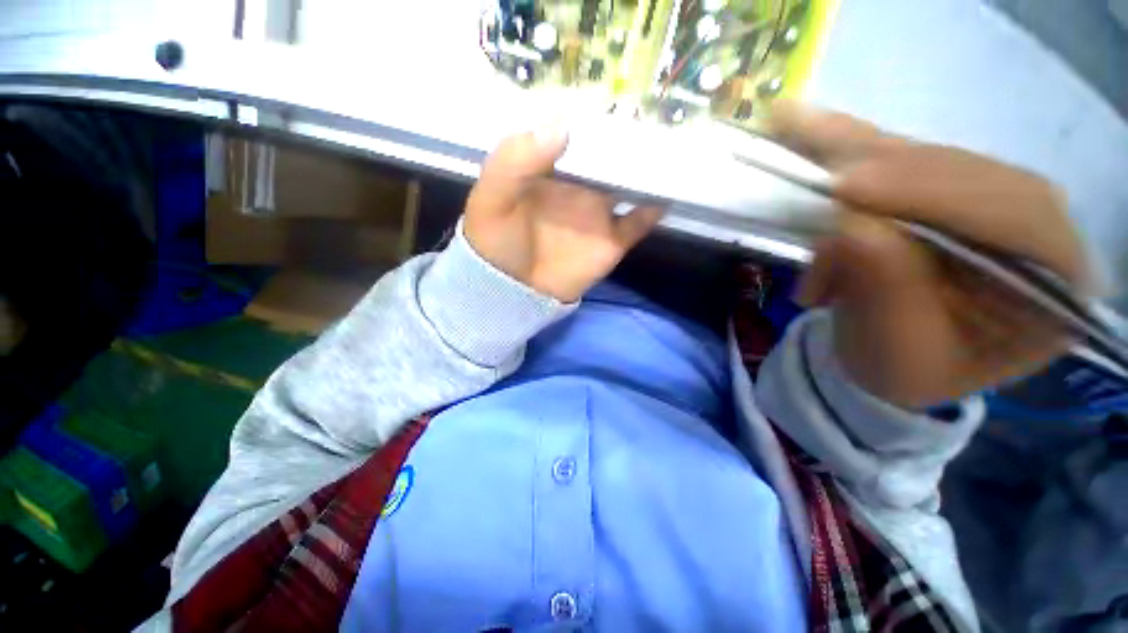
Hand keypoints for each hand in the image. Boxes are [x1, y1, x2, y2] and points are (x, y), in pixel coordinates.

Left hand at [464, 128, 664, 302]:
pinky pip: (639, 221)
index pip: (576, 134)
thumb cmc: (496, 242)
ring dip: (649, 167)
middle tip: (659, 108)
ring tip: (674, 142)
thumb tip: (561, 125)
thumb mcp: (493, 197)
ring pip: (630, 183)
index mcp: (550, 170)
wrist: (511, 292)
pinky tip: (671, 191)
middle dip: (631, 137)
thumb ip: (517, 160)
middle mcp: (579, 187)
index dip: (594, 116)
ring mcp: (598, 214)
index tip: (618, 92)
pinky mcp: (612, 241)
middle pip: (610, 156)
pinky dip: (655, 207)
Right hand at [771, 102, 1089, 408]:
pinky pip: (896, 158)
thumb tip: (849, 229)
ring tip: (799, 136)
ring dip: (858, 155)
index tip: (848, 191)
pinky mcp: (940, 190)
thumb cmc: (902, 370)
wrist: (886, 361)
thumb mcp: (897, 351)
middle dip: (889, 177)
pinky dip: (848, 143)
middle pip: (969, 174)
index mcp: (1056, 286)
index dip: (935, 195)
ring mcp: (987, 201)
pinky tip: (807, 124)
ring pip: (926, 158)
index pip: (1019, 217)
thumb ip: (887, 290)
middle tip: (820, 181)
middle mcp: (1036, 229)